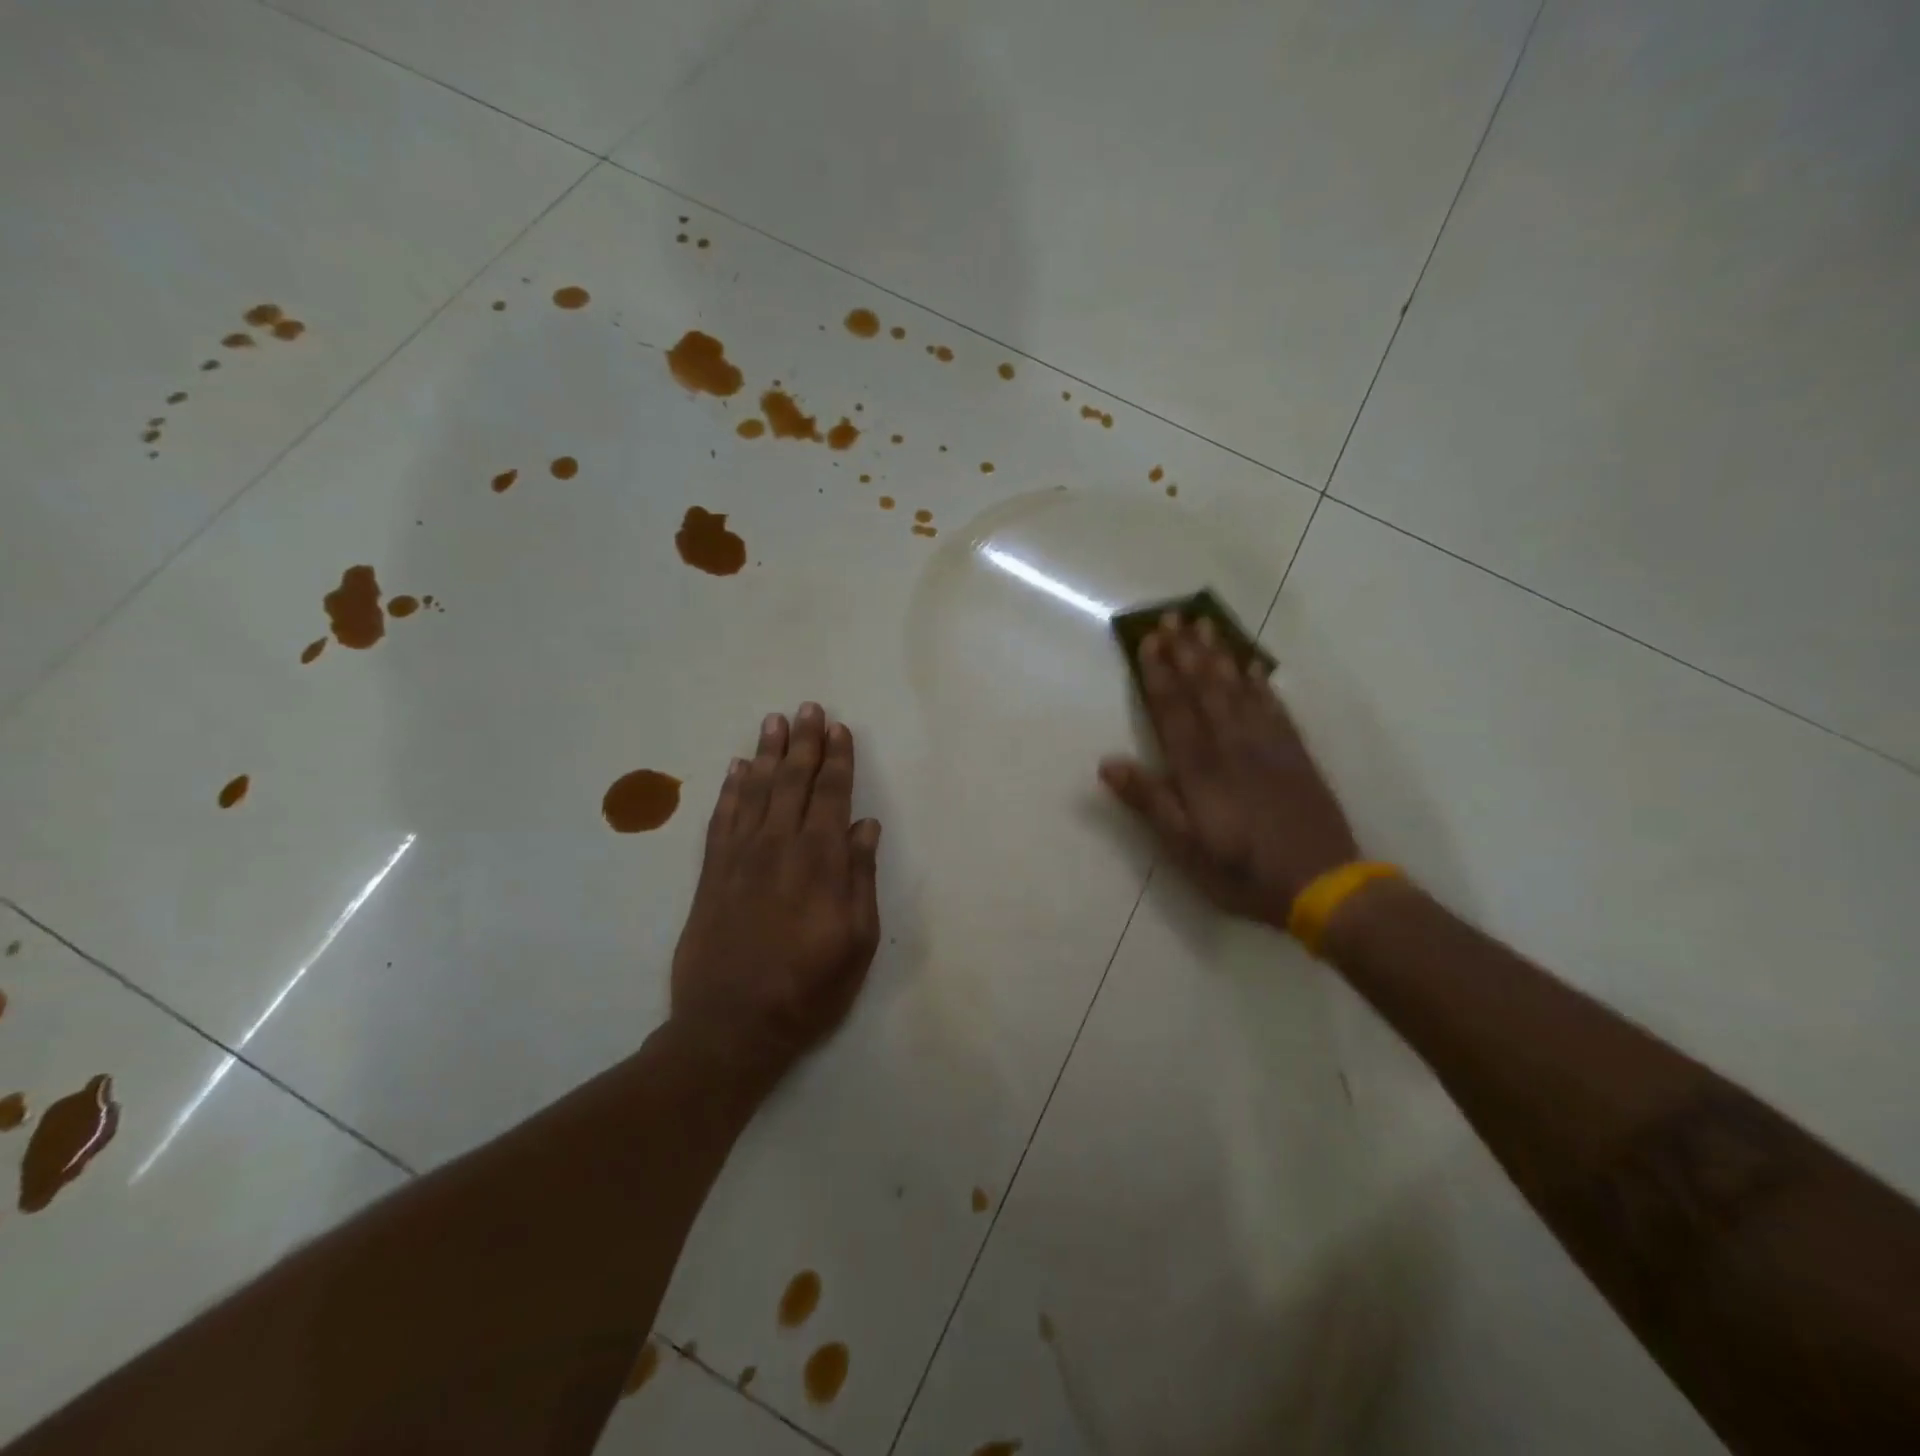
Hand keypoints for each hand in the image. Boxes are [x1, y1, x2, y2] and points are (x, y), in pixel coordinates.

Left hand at [671, 704, 882, 1087]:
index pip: (832, 796)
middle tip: (808, 708)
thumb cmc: (808, 988)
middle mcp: (780, 847)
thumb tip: (866, 827)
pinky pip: (721, 818)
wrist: (730, 1026)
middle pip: (793, 782)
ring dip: (767, 753)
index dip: (838, 760)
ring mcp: (740, 857)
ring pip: (756, 790)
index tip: (840, 729)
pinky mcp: (711, 873)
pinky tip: (736, 767)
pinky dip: (729, 788)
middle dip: (804, 743)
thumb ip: (860, 879)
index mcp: (821, 862)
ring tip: (774, 721)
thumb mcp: (857, 942)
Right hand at [1099, 616, 1357, 926]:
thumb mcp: (1185, 847)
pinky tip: (1252, 667)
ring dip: (1220, 656)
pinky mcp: (1295, 754)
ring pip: (1239, 690)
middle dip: (1187, 651)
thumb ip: (1150, 802)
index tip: (1148, 640)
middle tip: (1175, 616)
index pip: (1173, 711)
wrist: (1323, 884)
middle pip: (1206, 689)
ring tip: (1208, 626)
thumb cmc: (1242, 871)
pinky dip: (1260, 683)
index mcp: (1200, 770)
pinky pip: (1274, 707)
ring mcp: (1268, 747)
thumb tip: (1107, 763)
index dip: (1159, 674)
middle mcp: (1232, 747)